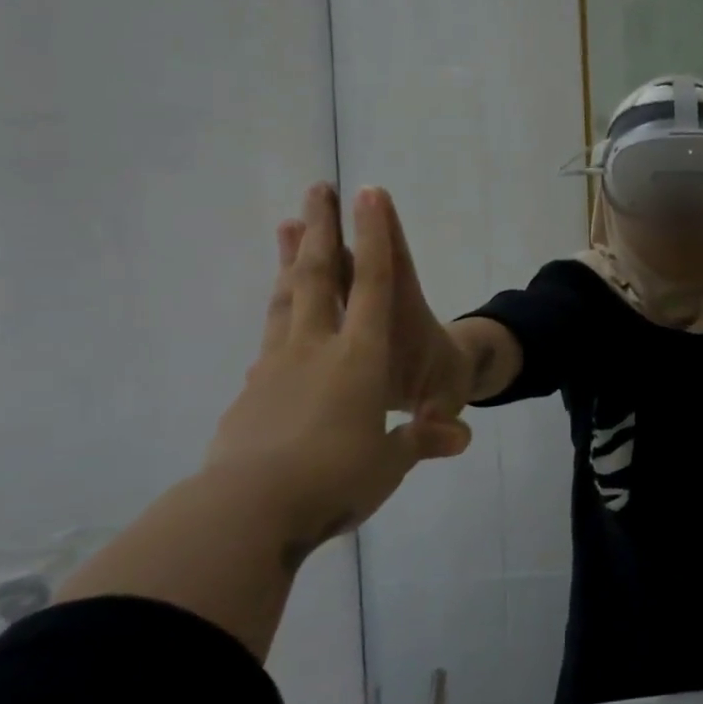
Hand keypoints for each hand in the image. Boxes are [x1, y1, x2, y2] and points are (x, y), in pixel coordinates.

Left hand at [204, 183, 470, 556]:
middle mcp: (315, 348)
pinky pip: (268, 342)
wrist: (242, 515)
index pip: (371, 284)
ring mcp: (274, 367)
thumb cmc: (333, 480)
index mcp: (358, 357)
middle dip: (320, 229)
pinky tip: (277, 324)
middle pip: (316, 275)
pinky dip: (278, 319)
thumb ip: (423, 441)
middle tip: (315, 188)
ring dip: (288, 260)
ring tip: (285, 228)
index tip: (368, 193)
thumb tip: (460, 437)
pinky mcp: (247, 393)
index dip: (374, 237)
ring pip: (284, 300)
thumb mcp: (390, 464)